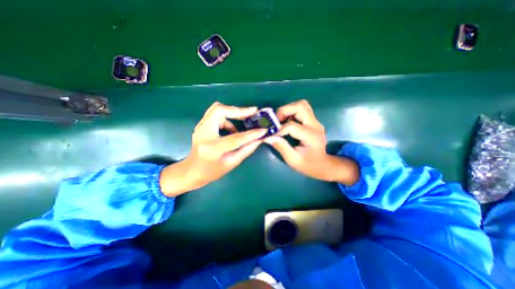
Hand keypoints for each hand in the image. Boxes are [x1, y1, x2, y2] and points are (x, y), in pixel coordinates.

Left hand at [161, 102, 265, 195]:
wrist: (192, 170)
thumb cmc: (212, 171)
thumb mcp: (232, 162)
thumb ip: (247, 149)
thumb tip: (259, 139)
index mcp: (212, 148)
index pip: (235, 138)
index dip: (251, 134)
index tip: (263, 129)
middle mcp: (203, 133)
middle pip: (220, 110)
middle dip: (238, 110)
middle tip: (253, 112)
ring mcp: (200, 127)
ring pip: (217, 109)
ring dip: (233, 113)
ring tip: (245, 121)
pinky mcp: (202, 125)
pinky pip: (216, 114)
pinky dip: (228, 119)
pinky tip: (233, 129)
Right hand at [263, 100, 358, 184]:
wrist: (322, 164)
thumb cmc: (308, 165)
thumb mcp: (293, 159)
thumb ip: (281, 147)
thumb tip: (268, 137)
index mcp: (311, 136)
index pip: (292, 126)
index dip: (279, 129)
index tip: (271, 135)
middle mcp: (315, 125)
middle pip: (300, 106)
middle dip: (284, 110)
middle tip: (276, 121)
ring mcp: (315, 122)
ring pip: (302, 105)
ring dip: (288, 110)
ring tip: (281, 120)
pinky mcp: (313, 122)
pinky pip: (302, 110)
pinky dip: (292, 112)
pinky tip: (286, 122)